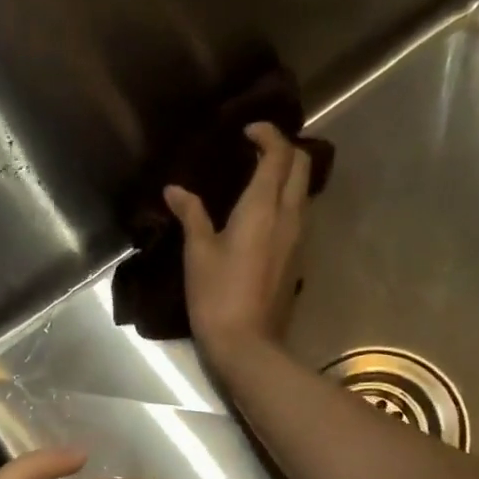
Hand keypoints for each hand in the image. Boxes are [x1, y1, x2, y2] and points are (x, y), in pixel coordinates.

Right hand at [166, 121, 313, 362]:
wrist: (247, 345)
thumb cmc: (217, 297)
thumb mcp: (198, 254)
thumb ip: (191, 216)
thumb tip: (175, 190)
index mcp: (264, 208)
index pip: (279, 153)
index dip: (267, 134)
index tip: (246, 132)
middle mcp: (289, 217)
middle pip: (302, 166)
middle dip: (284, 149)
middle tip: (256, 151)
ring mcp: (298, 240)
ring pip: (303, 192)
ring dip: (287, 177)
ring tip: (257, 180)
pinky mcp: (298, 261)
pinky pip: (298, 217)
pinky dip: (286, 203)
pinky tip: (262, 216)